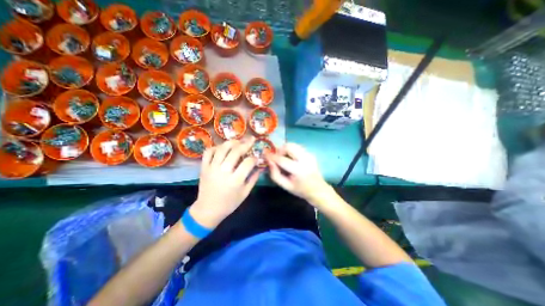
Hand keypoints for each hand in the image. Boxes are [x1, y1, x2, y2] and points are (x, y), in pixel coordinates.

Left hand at [190, 137, 259, 227]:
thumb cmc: (229, 203)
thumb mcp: (245, 193)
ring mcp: (212, 168)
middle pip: (236, 151)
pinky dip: (216, 147)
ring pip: (222, 148)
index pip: (248, 162)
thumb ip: (253, 178)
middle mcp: (223, 171)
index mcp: (235, 180)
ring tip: (239, 141)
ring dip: (232, 142)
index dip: (255, 158)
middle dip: (246, 143)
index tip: (257, 157)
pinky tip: (222, 147)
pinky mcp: (204, 167)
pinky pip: (208, 152)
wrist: (208, 209)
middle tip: (251, 139)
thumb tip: (260, 166)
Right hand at [265, 144, 329, 205]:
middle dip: (280, 150)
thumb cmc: (300, 189)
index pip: (282, 159)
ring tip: (284, 158)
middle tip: (277, 158)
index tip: (264, 153)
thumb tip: (269, 161)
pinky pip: (297, 147)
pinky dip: (291, 150)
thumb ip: (275, 174)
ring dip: (285, 149)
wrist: (318, 189)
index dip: (271, 156)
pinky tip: (291, 159)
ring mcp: (309, 154)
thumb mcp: (285, 185)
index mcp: (299, 170)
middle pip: (289, 146)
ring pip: (293, 144)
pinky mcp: (310, 153)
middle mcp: (305, 159)